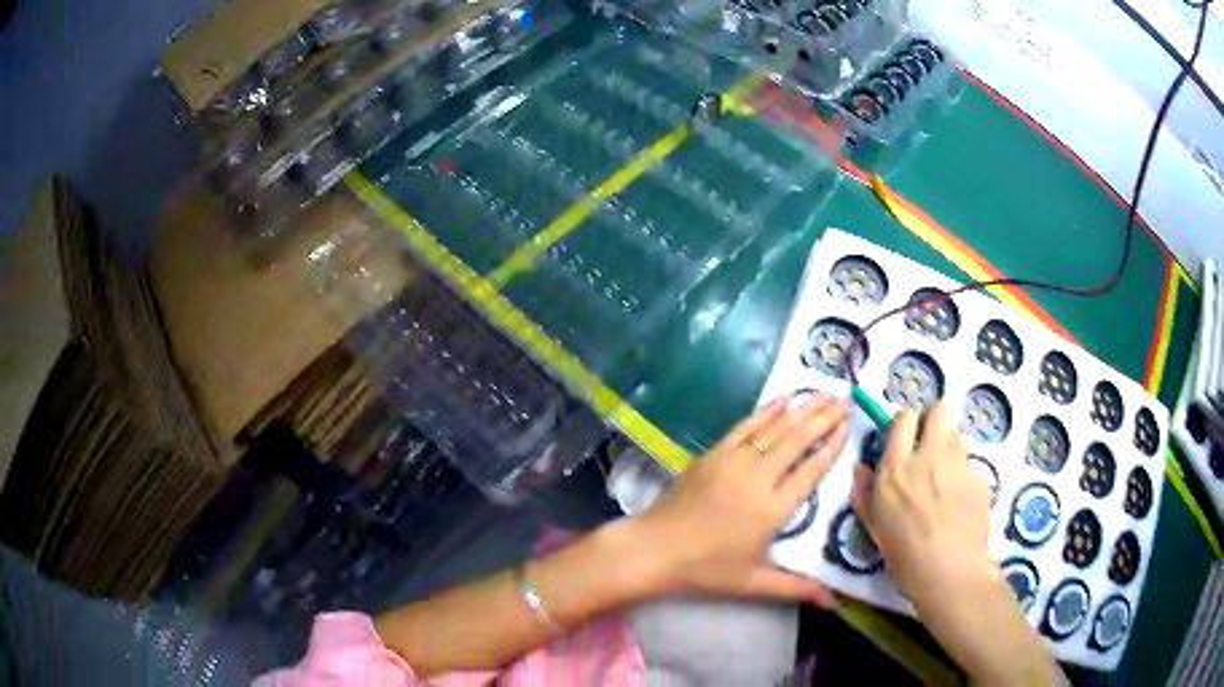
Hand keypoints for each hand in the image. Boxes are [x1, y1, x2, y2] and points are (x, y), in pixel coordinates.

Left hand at [637, 392, 848, 605]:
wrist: (654, 549)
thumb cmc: (706, 569)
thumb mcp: (754, 582)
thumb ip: (796, 588)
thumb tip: (833, 603)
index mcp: (772, 510)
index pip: (811, 471)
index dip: (831, 447)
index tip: (848, 427)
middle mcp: (758, 479)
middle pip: (797, 441)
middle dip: (823, 419)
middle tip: (844, 401)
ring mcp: (734, 461)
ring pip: (776, 428)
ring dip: (802, 409)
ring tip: (825, 393)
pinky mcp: (713, 453)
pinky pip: (746, 425)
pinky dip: (768, 409)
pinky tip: (785, 397)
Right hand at [853, 403, 1059, 684]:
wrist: (951, 574)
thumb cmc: (904, 556)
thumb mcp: (873, 527)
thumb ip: (864, 491)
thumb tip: (863, 466)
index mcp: (896, 468)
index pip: (904, 417)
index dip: (907, 425)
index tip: (906, 441)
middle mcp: (928, 456)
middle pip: (939, 409)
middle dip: (934, 421)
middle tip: (930, 446)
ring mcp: (958, 463)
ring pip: (956, 435)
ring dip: (949, 447)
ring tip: (945, 478)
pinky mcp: (980, 475)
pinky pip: (969, 463)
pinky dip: (963, 474)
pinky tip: (960, 501)